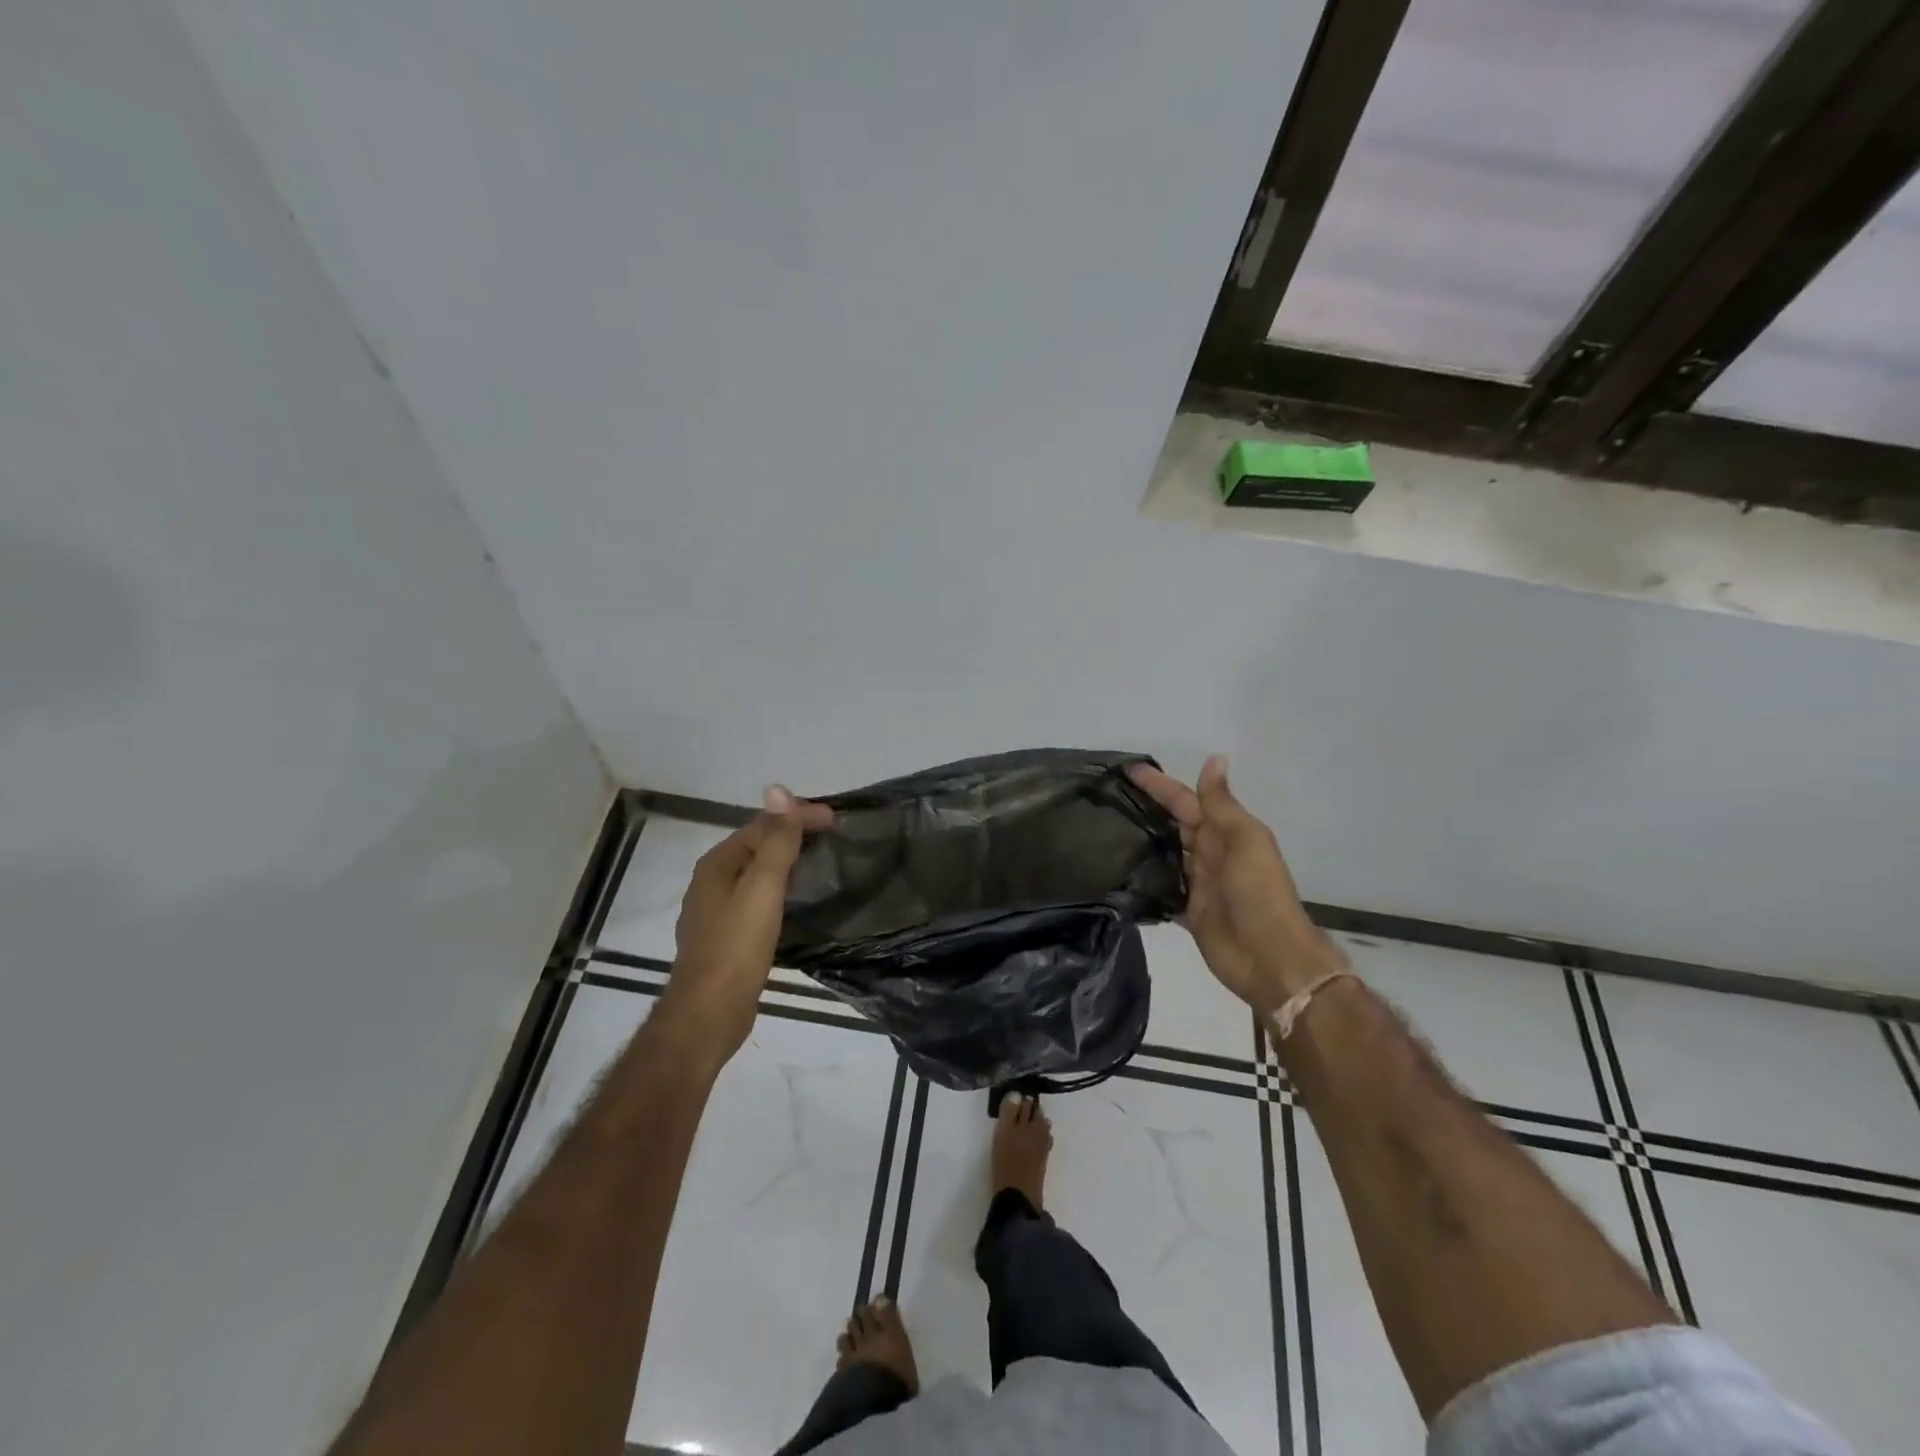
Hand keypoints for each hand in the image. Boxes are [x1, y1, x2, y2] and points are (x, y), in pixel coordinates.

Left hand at [658, 786, 832, 1070]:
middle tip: (832, 836)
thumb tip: (778, 789)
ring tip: (819, 862)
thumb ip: (775, 842)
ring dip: (787, 862)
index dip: (798, 817)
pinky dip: (779, 889)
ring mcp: (716, 911)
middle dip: (792, 835)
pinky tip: (795, 901)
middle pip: (757, 846)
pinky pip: (756, 898)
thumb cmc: (736, 947)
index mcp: (717, 865)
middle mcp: (712, 882)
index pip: (762, 826)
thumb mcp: (762, 889)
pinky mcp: (727, 937)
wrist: (708, 1014)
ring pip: (756, 873)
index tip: (835, 819)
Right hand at [1128, 756, 1345, 1013]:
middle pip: (1172, 823)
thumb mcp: (1245, 841)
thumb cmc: (1259, 893)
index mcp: (1224, 833)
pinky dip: (1143, 879)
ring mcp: (1197, 883)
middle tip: (1106, 797)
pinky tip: (1116, 874)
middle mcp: (1208, 853)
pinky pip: (1160, 888)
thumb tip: (1215, 757)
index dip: (1158, 784)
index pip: (1184, 800)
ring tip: (1103, 830)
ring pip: (1164, 853)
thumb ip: (1222, 804)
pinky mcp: (1186, 910)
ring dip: (1141, 840)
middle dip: (1145, 807)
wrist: (1270, 958)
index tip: (1126, 769)